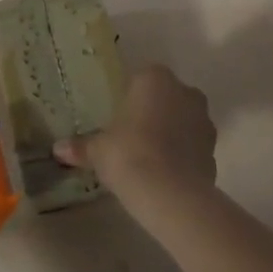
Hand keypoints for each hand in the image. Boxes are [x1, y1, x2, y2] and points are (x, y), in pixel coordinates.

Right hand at [53, 64, 216, 219]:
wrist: (169, 194)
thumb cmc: (128, 154)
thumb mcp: (97, 150)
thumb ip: (80, 146)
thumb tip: (57, 149)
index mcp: (154, 78)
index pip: (141, 77)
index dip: (129, 96)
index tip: (117, 115)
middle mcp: (184, 92)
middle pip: (166, 96)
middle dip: (153, 111)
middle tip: (131, 133)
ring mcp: (203, 120)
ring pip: (183, 120)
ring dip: (170, 132)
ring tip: (148, 156)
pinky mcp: (214, 150)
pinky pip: (193, 145)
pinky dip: (182, 154)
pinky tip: (164, 172)